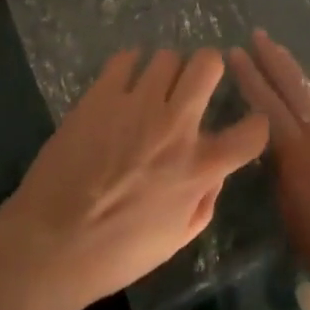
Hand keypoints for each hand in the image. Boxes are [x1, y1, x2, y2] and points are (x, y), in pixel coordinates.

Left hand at [0, 48, 269, 309]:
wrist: (52, 244)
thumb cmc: (117, 254)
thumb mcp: (176, 240)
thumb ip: (204, 201)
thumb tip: (213, 171)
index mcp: (198, 167)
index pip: (252, 131)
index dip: (257, 124)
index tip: (248, 123)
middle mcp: (175, 125)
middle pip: (208, 63)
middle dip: (209, 68)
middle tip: (195, 83)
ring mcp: (136, 103)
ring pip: (167, 56)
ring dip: (167, 71)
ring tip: (153, 87)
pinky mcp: (101, 94)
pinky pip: (125, 58)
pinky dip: (130, 66)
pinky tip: (123, 84)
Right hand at [228, 31, 309, 309]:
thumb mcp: (294, 219)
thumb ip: (284, 179)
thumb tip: (278, 156)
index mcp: (299, 154)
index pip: (267, 105)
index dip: (250, 77)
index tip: (236, 53)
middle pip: (296, 88)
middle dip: (274, 59)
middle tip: (258, 35)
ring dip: (299, 74)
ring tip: (283, 56)